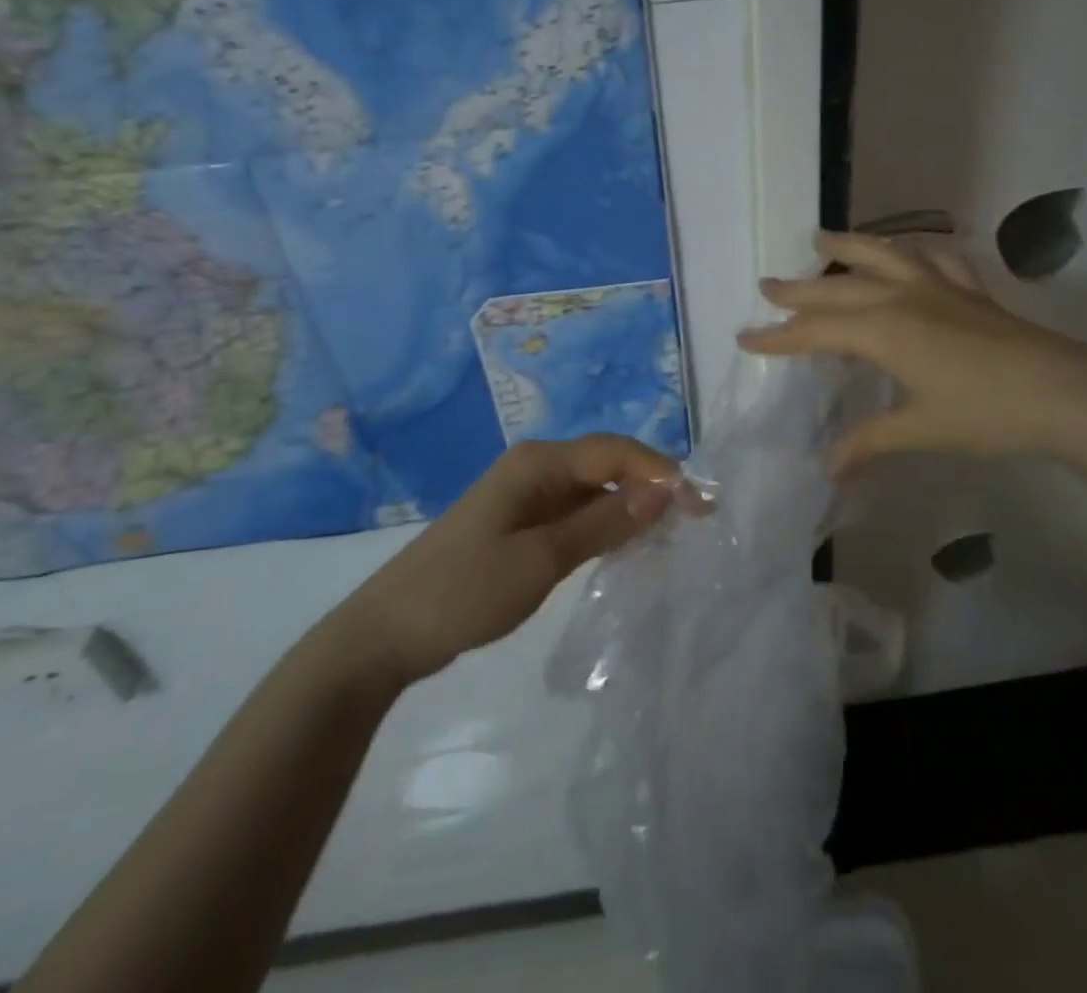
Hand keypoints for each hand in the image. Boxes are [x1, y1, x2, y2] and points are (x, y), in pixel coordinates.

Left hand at [344, 435, 676, 683]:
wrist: (387, 634)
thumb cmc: (463, 591)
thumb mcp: (540, 560)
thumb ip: (603, 524)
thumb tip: (663, 492)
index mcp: (538, 463)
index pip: (615, 452)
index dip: (660, 472)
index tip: (699, 505)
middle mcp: (536, 468)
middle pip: (607, 465)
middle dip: (651, 487)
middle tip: (693, 523)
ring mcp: (527, 497)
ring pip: (594, 491)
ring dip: (630, 509)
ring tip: (669, 538)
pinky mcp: (522, 525)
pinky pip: (576, 514)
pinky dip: (605, 527)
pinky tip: (626, 550)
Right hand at [738, 231, 1086, 473]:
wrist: (1066, 393)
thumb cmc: (985, 413)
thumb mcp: (920, 430)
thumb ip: (870, 443)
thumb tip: (828, 470)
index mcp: (883, 331)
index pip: (816, 333)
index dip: (777, 337)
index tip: (744, 337)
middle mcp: (903, 299)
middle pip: (838, 290)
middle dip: (798, 290)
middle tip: (766, 285)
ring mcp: (939, 289)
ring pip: (883, 257)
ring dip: (848, 247)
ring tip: (821, 238)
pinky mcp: (971, 292)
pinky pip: (936, 260)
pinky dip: (916, 251)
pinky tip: (911, 252)